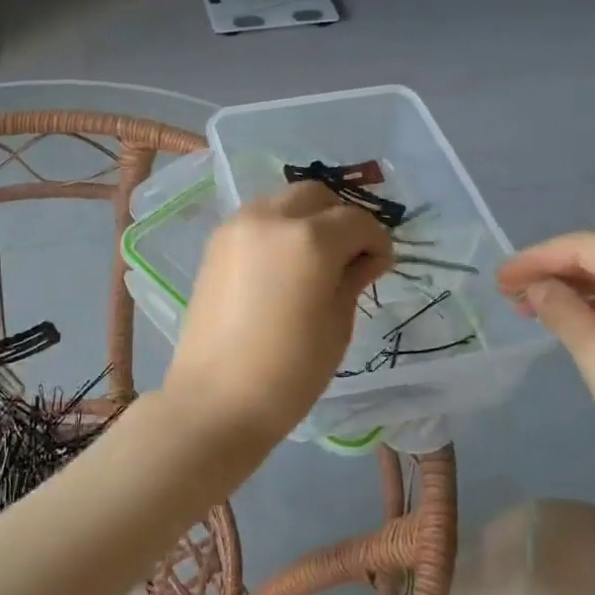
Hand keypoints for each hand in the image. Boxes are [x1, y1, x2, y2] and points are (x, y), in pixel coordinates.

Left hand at [164, 183, 392, 443]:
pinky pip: (257, 218)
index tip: (379, 267)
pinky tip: (281, 265)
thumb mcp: (337, 325)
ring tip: (313, 260)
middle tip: (348, 257)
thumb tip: (366, 256)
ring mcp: (237, 226)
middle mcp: (271, 217)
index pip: (357, 221)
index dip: (376, 242)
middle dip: (339, 219)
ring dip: (306, 218)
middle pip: (316, 195)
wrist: (215, 399)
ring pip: (283, 200)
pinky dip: (277, 228)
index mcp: (309, 238)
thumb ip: (352, 278)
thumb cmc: (288, 371)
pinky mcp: (216, 242)